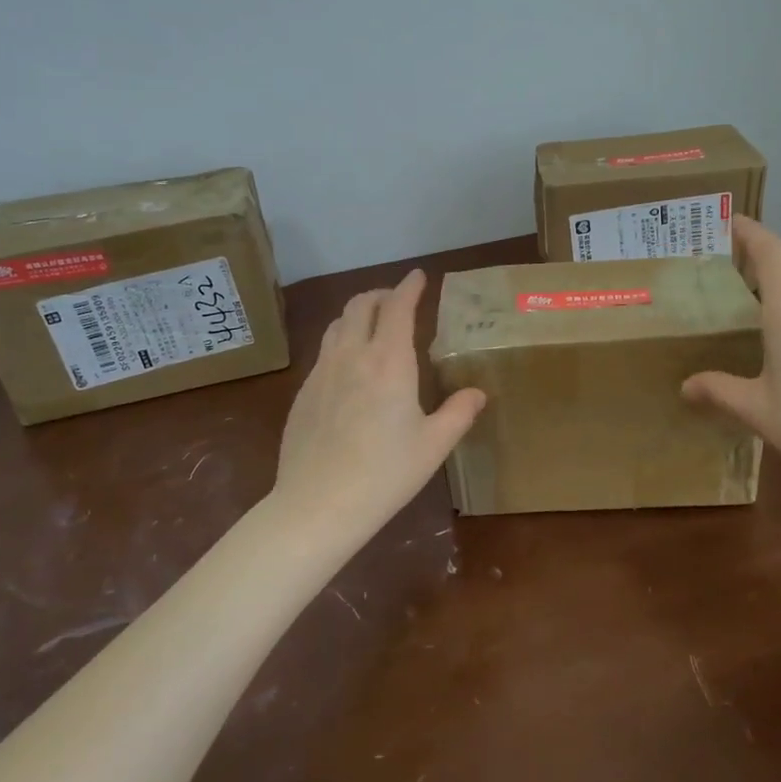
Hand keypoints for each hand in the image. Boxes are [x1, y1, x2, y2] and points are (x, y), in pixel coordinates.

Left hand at [273, 269, 485, 534]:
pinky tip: (348, 367)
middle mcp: (352, 355)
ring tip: (371, 325)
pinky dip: (341, 342)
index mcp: (389, 361)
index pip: (398, 307)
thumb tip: (477, 393)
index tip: (419, 276)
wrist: (318, 504)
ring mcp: (322, 372)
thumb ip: (459, 413)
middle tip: (397, 300)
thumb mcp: (433, 445)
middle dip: (381, 294)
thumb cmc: (385, 474)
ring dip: (357, 314)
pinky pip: (323, 352)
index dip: (410, 287)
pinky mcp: (303, 392)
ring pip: (337, 324)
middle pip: (361, 305)